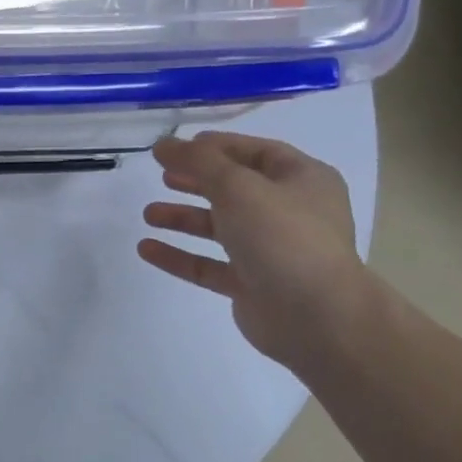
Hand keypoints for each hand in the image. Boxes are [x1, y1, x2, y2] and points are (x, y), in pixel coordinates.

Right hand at [139, 131, 370, 368]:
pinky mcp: (251, 285)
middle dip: (197, 182)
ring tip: (148, 214)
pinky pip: (209, 265)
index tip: (179, 147)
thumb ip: (197, 162)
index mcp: (302, 180)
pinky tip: (146, 248)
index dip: (218, 147)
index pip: (257, 153)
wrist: (315, 316)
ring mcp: (271, 251)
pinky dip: (179, 256)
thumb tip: (163, 144)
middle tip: (162, 177)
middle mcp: (290, 213)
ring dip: (183, 219)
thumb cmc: (283, 237)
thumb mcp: (238, 186)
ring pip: (220, 228)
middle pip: (236, 190)